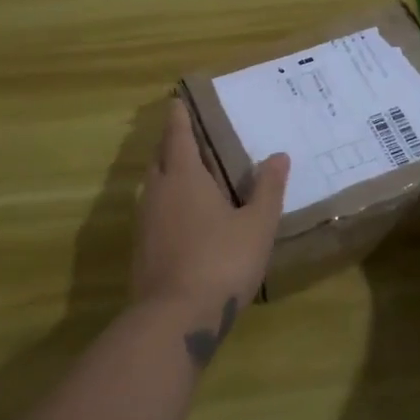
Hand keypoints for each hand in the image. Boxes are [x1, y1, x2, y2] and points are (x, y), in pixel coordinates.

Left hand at [134, 97, 289, 330]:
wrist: (174, 318)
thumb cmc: (221, 262)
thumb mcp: (256, 225)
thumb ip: (267, 189)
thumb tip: (279, 156)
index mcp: (184, 176)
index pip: (178, 135)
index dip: (179, 117)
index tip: (177, 101)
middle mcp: (158, 191)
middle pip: (160, 157)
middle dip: (171, 143)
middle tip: (189, 136)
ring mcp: (144, 221)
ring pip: (152, 186)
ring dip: (166, 173)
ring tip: (189, 174)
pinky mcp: (141, 248)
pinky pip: (152, 211)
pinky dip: (165, 203)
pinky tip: (182, 218)